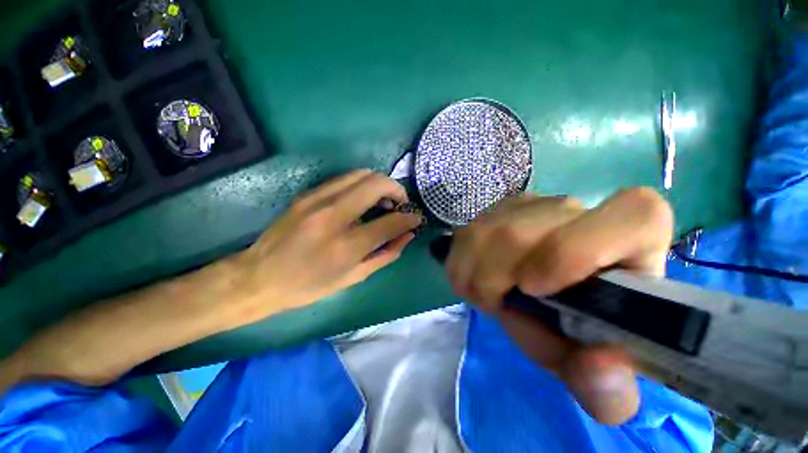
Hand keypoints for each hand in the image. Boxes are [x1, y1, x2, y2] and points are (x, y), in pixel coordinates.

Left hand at [235, 170, 422, 321]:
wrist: (259, 276)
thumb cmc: (308, 285)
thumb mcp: (353, 277)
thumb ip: (385, 254)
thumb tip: (407, 235)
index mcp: (346, 245)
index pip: (390, 222)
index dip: (409, 218)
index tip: (416, 218)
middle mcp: (333, 215)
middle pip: (376, 184)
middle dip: (396, 190)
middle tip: (400, 205)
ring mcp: (317, 199)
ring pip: (361, 174)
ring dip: (380, 184)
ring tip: (383, 202)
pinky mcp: (308, 194)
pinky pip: (345, 179)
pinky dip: (362, 185)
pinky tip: (362, 200)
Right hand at [445, 188, 672, 424]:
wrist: (547, 293)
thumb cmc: (579, 326)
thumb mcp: (594, 364)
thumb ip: (607, 384)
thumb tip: (599, 370)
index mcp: (634, 239)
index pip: (634, 215)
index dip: (575, 251)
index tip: (533, 288)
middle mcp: (580, 211)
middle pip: (522, 233)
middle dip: (494, 278)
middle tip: (495, 305)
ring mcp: (532, 204)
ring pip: (485, 230)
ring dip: (473, 272)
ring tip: (485, 295)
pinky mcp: (498, 210)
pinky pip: (467, 233)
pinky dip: (461, 263)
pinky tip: (473, 278)